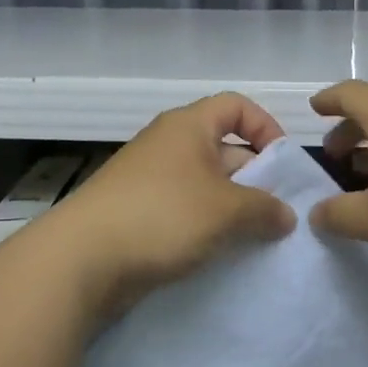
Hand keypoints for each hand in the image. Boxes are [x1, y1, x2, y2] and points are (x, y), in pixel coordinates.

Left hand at [53, 92, 295, 315]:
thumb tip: (286, 216)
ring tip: (256, 238)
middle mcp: (168, 145)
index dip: (266, 127)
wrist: (81, 260)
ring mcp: (149, 180)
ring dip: (232, 208)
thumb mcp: (227, 211)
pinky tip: (221, 253)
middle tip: (278, 212)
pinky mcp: (138, 214)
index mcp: (188, 127)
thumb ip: (265, 209)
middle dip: (254, 177)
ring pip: (205, 185)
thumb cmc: (162, 216)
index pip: (237, 106)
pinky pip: (184, 211)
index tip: (283, 164)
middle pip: (224, 148)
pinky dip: (206, 227)